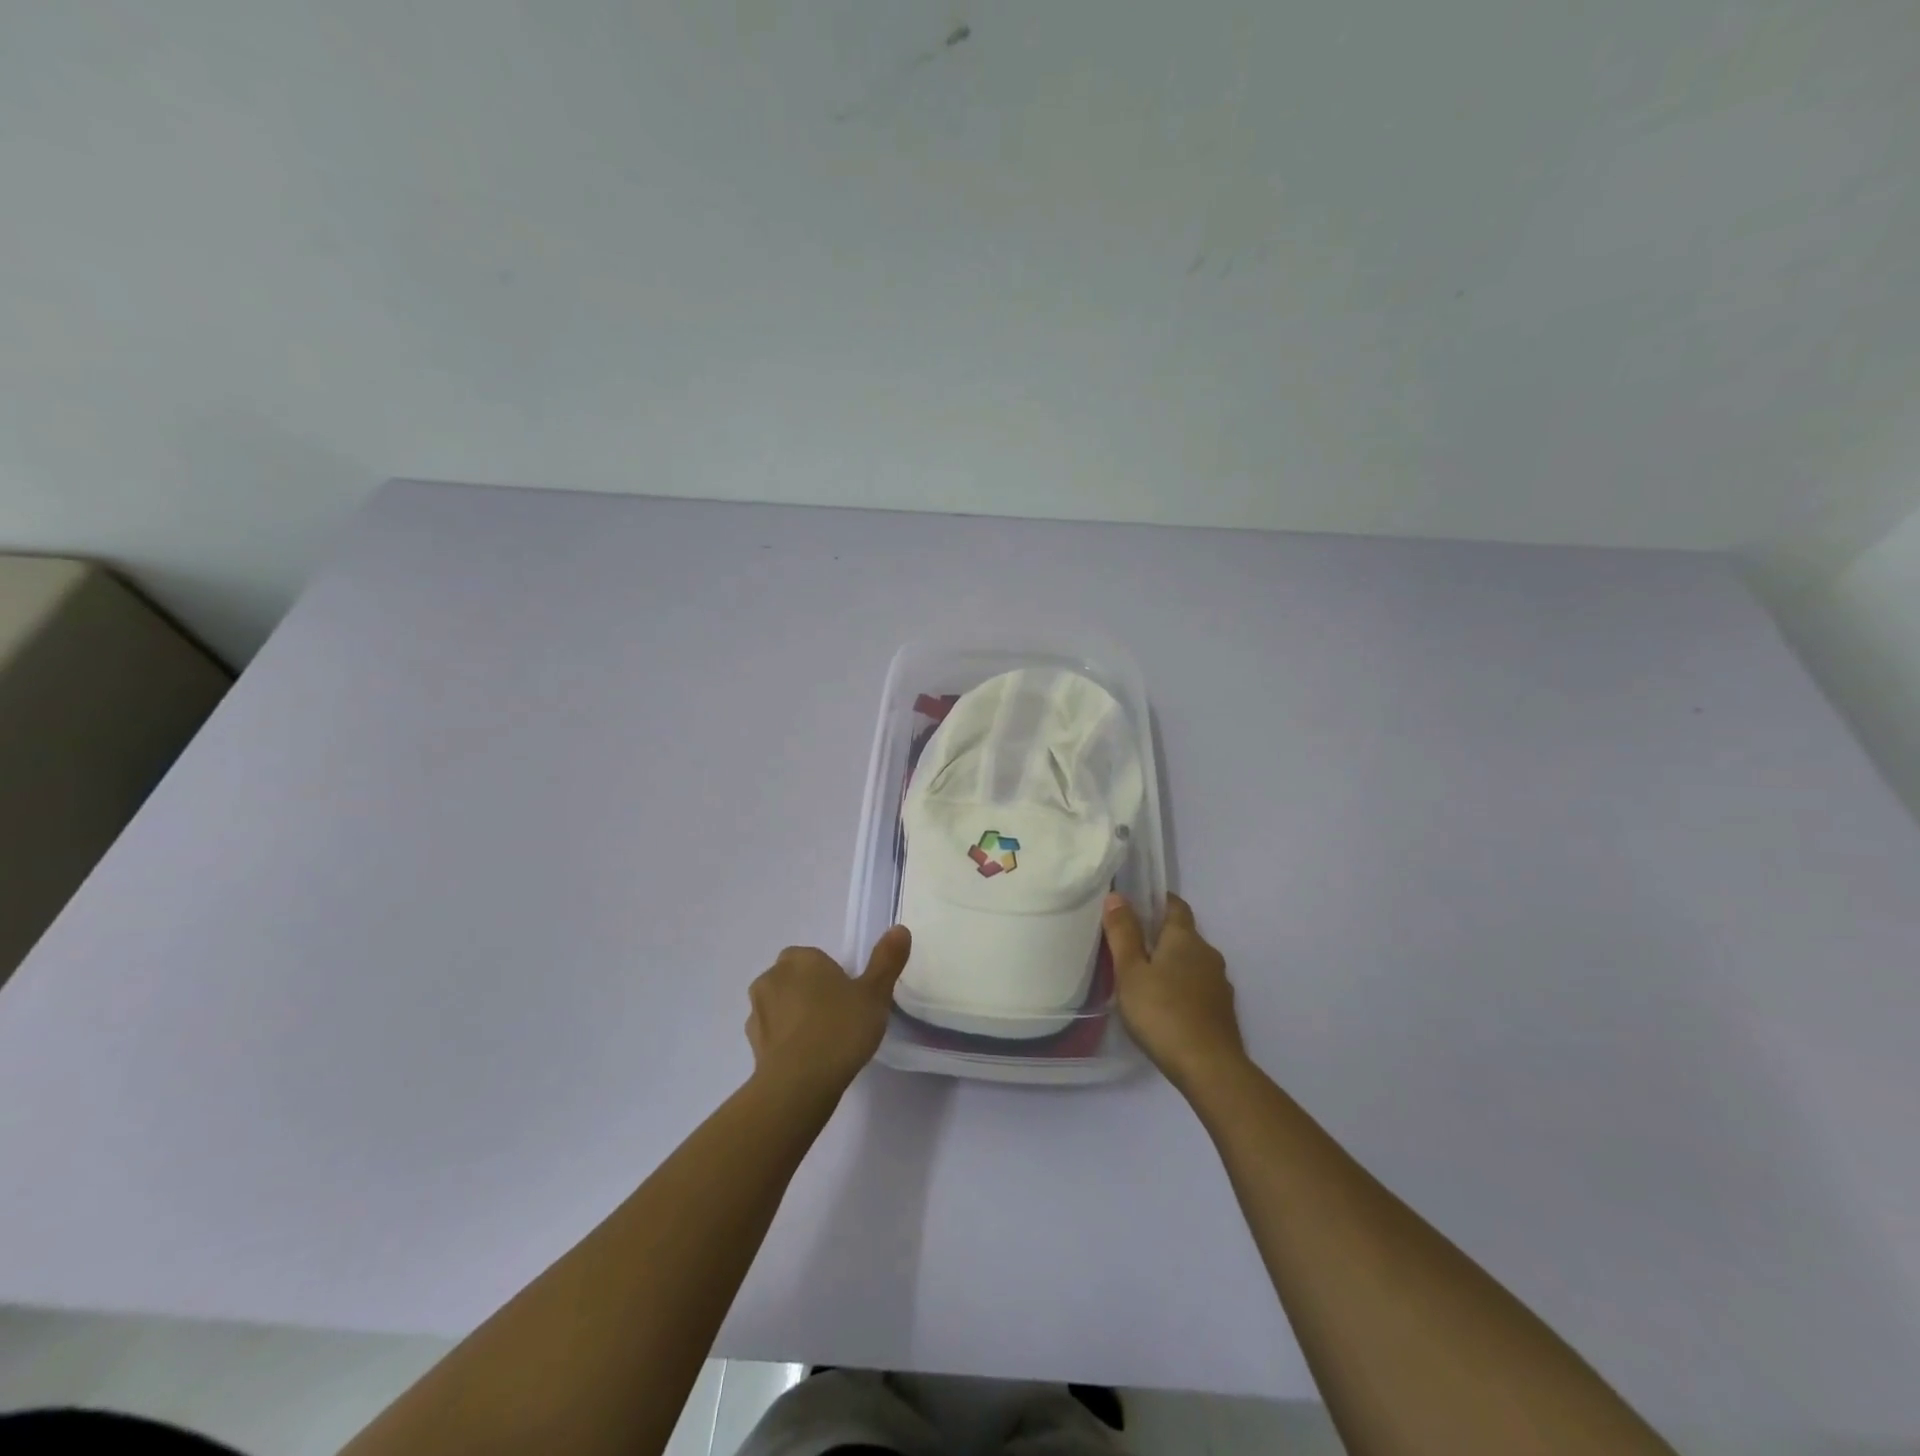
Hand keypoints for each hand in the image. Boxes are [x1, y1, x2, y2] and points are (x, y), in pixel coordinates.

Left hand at [745, 927, 911, 1094]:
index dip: (831, 976)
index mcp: (800, 959)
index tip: (849, 997)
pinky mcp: (751, 1044)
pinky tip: (806, 1059)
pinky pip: (773, 1034)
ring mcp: (757, 1012)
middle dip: (810, 992)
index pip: (814, 958)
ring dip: (794, 1016)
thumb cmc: (840, 1029)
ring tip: (822, 1042)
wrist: (799, 1084)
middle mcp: (772, 977)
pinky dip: (785, 1041)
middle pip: (794, 978)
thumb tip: (899, 929)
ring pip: (780, 1005)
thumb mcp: (875, 994)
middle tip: (838, 1017)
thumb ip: (886, 960)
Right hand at [1103, 892, 1247, 1093]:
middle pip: (1184, 935)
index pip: (1175, 905)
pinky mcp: (1222, 1011)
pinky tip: (1166, 1007)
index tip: (1136, 905)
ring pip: (1192, 963)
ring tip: (1145, 979)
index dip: (1157, 901)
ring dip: (1172, 965)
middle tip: (1130, 947)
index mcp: (1185, 938)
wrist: (1209, 1067)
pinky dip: (1182, 988)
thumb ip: (1123, 933)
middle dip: (1161, 936)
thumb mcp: (1131, 972)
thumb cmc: (1162, 1012)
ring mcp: (1219, 984)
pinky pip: (1199, 988)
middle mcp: (1208, 954)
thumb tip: (1117, 896)